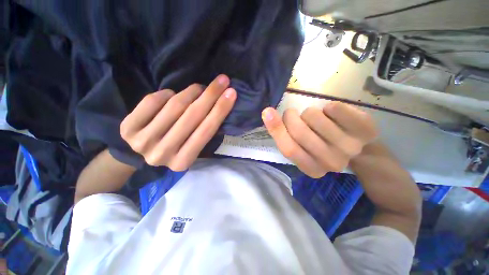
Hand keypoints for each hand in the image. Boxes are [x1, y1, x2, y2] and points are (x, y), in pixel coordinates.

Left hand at [120, 75, 236, 170]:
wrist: (139, 156)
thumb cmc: (175, 149)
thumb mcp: (192, 148)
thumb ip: (203, 132)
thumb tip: (217, 106)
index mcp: (183, 161)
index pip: (206, 131)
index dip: (220, 110)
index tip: (232, 93)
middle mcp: (162, 153)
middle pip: (192, 116)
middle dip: (211, 95)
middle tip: (222, 81)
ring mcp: (142, 141)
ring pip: (174, 106)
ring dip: (191, 92)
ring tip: (199, 89)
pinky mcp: (127, 128)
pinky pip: (153, 101)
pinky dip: (167, 94)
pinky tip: (172, 96)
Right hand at [262, 102, 377, 177]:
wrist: (358, 147)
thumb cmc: (321, 144)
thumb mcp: (300, 146)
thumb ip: (283, 135)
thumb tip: (267, 113)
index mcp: (312, 169)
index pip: (288, 149)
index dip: (276, 129)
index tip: (267, 112)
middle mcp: (330, 162)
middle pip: (299, 132)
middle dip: (291, 117)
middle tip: (293, 114)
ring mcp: (349, 147)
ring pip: (314, 117)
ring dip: (309, 113)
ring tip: (317, 119)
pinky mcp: (364, 130)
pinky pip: (334, 109)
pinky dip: (328, 107)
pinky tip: (332, 114)